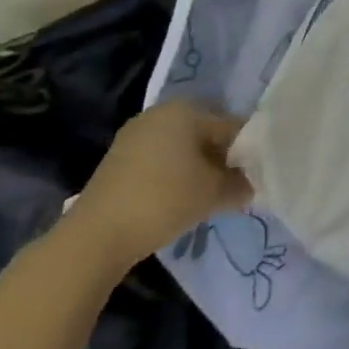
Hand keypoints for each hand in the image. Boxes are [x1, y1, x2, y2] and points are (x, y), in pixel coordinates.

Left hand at [62, 102, 253, 268]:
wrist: (93, 238)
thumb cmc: (163, 200)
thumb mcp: (214, 192)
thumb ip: (242, 183)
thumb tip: (254, 184)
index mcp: (185, 109)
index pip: (232, 126)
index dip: (248, 153)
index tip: (255, 177)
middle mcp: (159, 114)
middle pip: (206, 134)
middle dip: (223, 159)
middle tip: (234, 187)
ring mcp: (134, 136)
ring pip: (183, 149)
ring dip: (200, 169)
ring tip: (209, 197)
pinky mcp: (118, 161)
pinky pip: (161, 160)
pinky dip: (176, 176)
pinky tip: (181, 200)